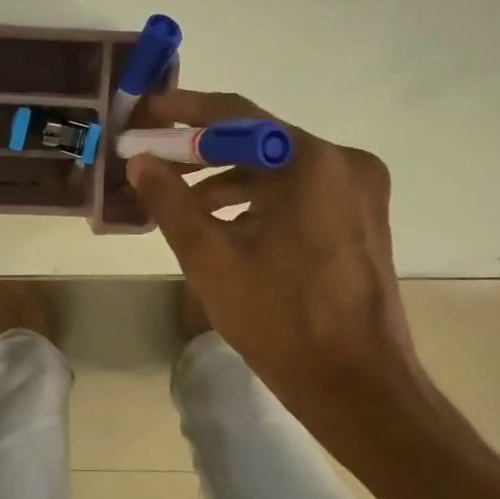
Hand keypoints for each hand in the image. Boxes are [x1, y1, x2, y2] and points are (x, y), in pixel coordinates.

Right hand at [128, 90, 427, 441]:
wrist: (358, 386)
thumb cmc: (282, 320)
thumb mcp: (211, 258)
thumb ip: (170, 201)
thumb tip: (138, 161)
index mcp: (311, 162)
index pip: (236, 116)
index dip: (183, 112)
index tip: (144, 113)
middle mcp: (343, 163)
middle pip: (258, 141)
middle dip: (200, 151)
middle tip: (151, 157)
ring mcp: (358, 191)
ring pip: (277, 169)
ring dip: (226, 179)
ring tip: (178, 200)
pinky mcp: (361, 218)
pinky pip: (299, 193)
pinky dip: (258, 201)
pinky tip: (222, 224)